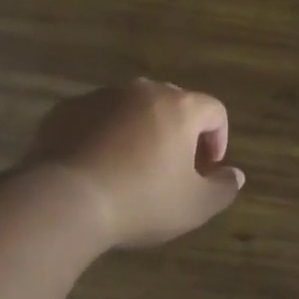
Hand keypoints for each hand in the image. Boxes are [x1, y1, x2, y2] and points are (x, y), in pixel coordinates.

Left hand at [22, 80, 244, 248]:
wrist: (63, 200)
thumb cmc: (140, 202)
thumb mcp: (194, 206)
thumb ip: (223, 188)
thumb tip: (235, 175)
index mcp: (179, 107)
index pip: (214, 110)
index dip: (218, 139)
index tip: (207, 168)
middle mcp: (143, 91)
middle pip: (173, 103)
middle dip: (179, 132)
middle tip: (172, 167)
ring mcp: (101, 97)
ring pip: (132, 108)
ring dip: (140, 130)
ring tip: (131, 167)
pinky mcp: (67, 109)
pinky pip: (97, 117)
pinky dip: (104, 134)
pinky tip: (97, 166)